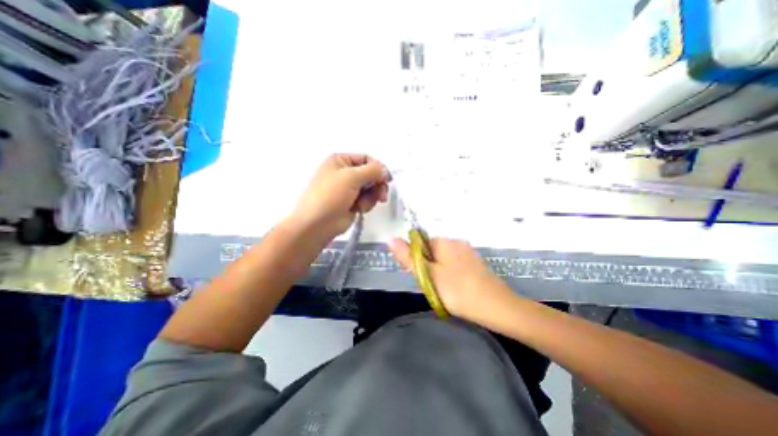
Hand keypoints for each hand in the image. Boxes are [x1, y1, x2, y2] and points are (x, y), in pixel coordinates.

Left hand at [290, 153, 392, 241]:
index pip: (366, 158)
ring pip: (371, 188)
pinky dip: (366, 204)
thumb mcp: (351, 177)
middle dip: (377, 185)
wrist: (317, 224)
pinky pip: (368, 199)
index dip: (378, 168)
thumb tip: (385, 171)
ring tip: (363, 204)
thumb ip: (372, 170)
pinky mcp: (352, 202)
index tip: (387, 179)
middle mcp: (345, 173)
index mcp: (341, 161)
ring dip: (371, 196)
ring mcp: (349, 189)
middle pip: (371, 174)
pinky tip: (359, 209)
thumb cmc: (330, 196)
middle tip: (381, 195)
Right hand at [389, 238, 515, 323]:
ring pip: (443, 261)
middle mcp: (457, 242)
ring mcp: (468, 252)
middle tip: (435, 287)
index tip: (425, 278)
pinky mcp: (475, 263)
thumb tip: (391, 239)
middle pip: (432, 252)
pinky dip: (452, 276)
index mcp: (444, 241)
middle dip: (429, 268)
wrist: (498, 308)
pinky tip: (458, 290)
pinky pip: (455, 265)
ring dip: (439, 273)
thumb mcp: (429, 275)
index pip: (420, 245)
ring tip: (447, 291)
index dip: (418, 261)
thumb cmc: (459, 291)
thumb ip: (408, 257)